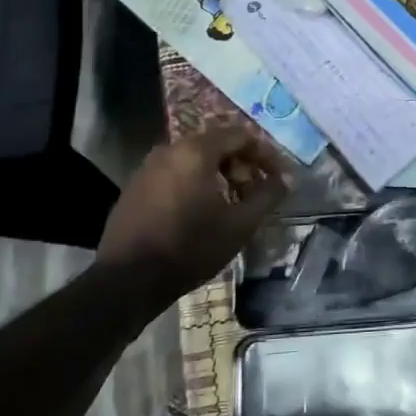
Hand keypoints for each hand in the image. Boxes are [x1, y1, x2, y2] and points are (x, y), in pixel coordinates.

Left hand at [97, 128, 287, 297]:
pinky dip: (195, 183)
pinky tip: (201, 212)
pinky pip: (174, 174)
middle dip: (241, 166)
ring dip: (218, 175)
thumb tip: (287, 179)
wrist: (128, 280)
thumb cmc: (191, 247)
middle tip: (255, 193)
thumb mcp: (239, 224)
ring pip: (194, 160)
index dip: (265, 154)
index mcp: (196, 151)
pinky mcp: (135, 187)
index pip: (240, 135)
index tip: (278, 177)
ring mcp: (147, 167)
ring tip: (232, 204)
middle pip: (216, 144)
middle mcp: (169, 149)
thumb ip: (267, 196)